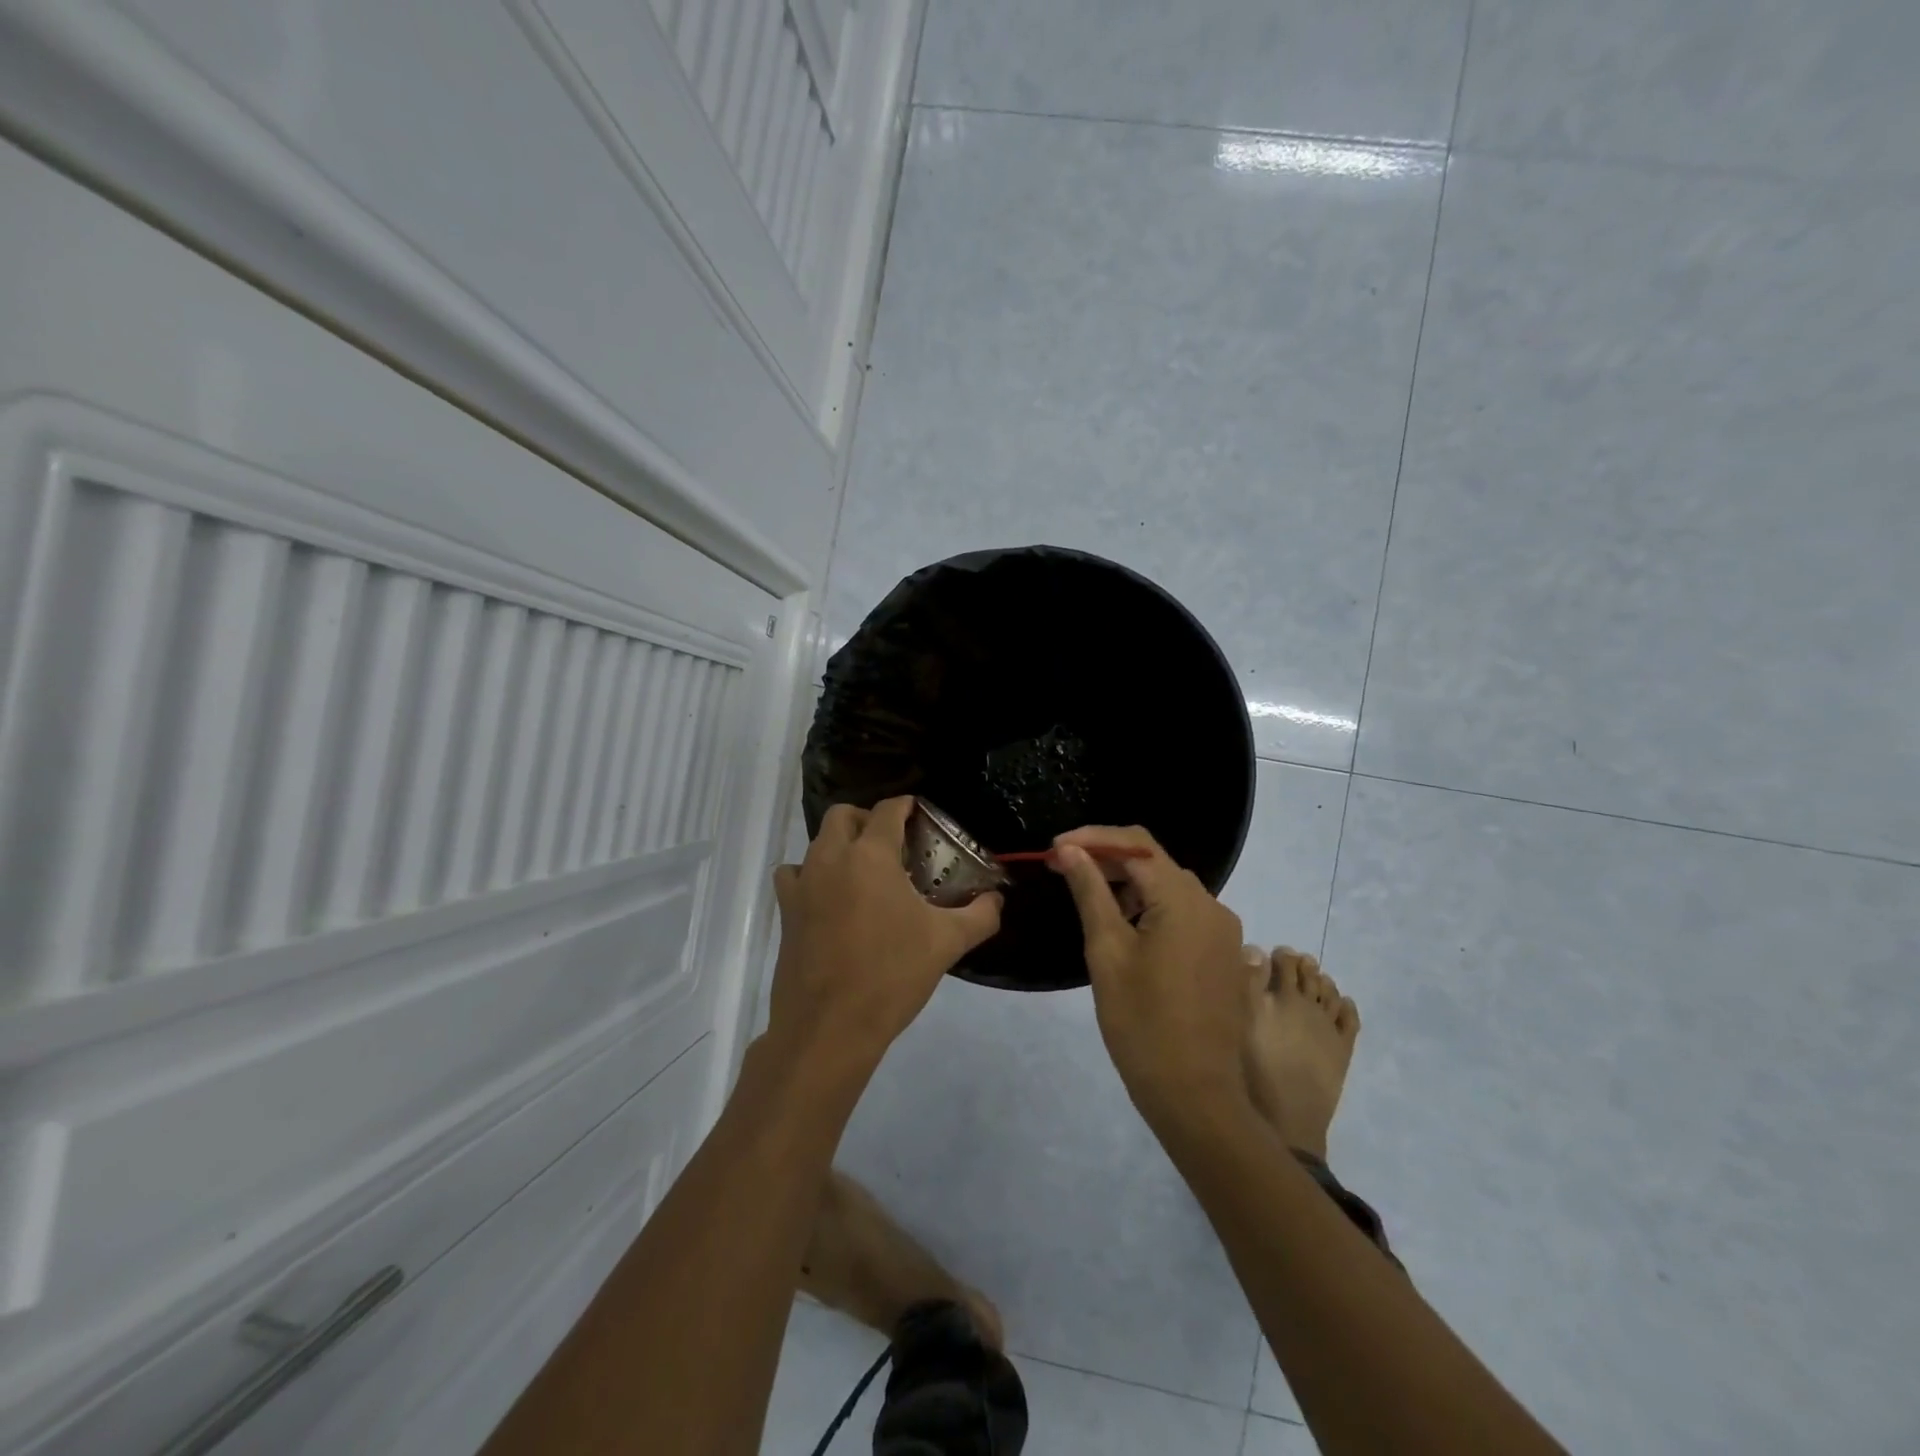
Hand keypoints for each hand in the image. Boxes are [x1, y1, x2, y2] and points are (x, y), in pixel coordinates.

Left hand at [767, 796, 1001, 1070]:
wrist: (829, 1027)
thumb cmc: (891, 976)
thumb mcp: (946, 943)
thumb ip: (980, 915)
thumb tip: (997, 899)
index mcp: (871, 856)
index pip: (888, 810)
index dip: (906, 806)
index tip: (919, 814)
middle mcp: (831, 858)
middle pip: (843, 815)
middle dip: (867, 819)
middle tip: (892, 844)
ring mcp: (803, 884)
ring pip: (817, 843)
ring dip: (839, 845)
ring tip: (863, 872)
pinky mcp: (786, 912)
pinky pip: (794, 876)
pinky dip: (810, 876)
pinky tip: (829, 899)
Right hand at [1051, 826, 1250, 1124]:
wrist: (1195, 1095)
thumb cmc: (1142, 1024)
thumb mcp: (1107, 952)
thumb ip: (1091, 893)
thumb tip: (1071, 851)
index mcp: (1183, 901)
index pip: (1136, 845)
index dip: (1092, 838)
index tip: (1055, 850)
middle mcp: (1211, 904)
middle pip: (1154, 861)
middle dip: (1107, 859)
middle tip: (1063, 869)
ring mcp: (1223, 930)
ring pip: (1168, 886)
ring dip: (1128, 883)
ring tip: (1088, 897)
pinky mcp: (1223, 953)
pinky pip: (1183, 912)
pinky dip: (1150, 907)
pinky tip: (1123, 926)